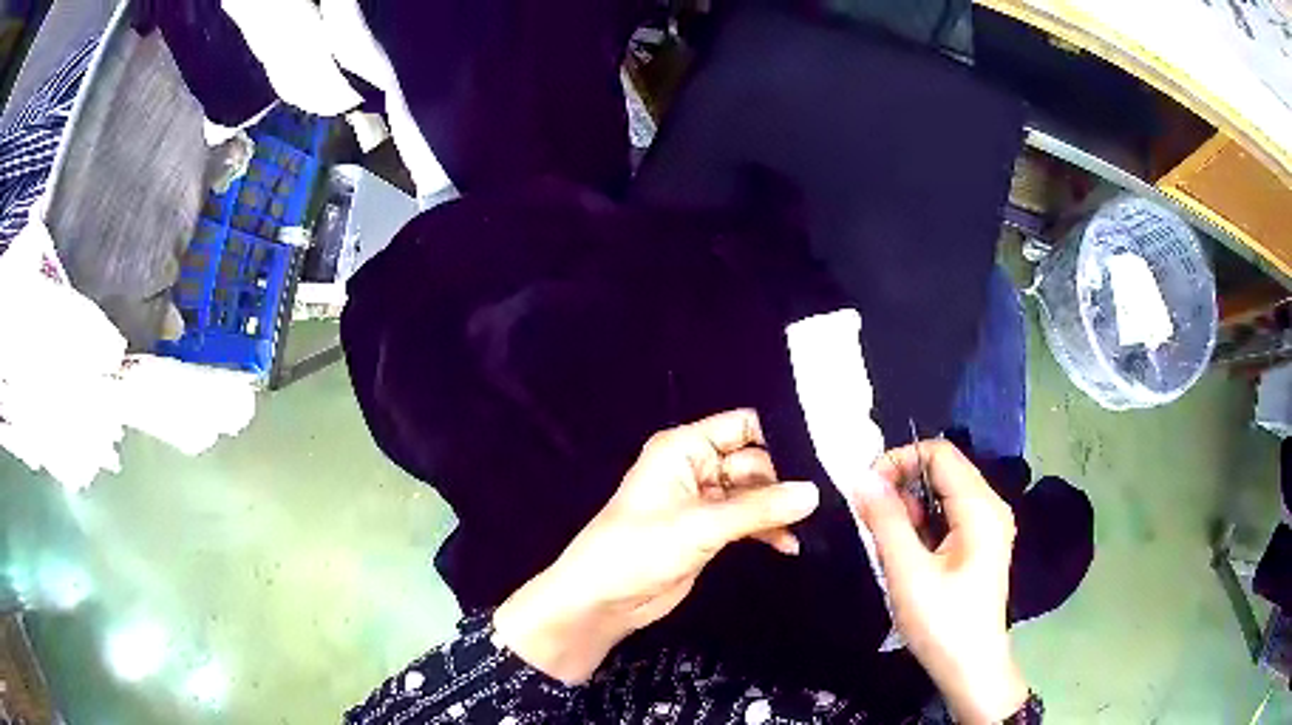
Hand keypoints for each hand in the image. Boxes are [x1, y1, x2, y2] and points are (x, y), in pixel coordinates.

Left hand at [494, 409, 819, 683]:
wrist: (603, 600)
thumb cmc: (640, 549)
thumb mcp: (701, 526)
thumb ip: (759, 509)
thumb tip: (814, 492)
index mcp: (684, 448)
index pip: (742, 426)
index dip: (778, 437)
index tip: (821, 455)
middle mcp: (696, 467)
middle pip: (754, 462)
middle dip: (784, 480)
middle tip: (825, 497)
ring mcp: (703, 502)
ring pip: (754, 495)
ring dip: (778, 510)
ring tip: (812, 524)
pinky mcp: (708, 532)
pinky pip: (747, 522)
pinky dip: (767, 531)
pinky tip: (789, 546)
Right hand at [851, 441, 1028, 724]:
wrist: (971, 670)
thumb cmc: (942, 624)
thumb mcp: (908, 573)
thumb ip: (886, 521)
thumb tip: (861, 477)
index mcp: (980, 507)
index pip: (939, 453)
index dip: (899, 460)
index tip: (866, 491)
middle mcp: (989, 507)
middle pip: (941, 471)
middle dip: (902, 488)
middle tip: (871, 523)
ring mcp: (987, 527)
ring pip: (942, 496)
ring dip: (909, 511)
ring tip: (887, 546)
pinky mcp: (980, 546)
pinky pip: (947, 518)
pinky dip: (921, 527)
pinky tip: (905, 557)